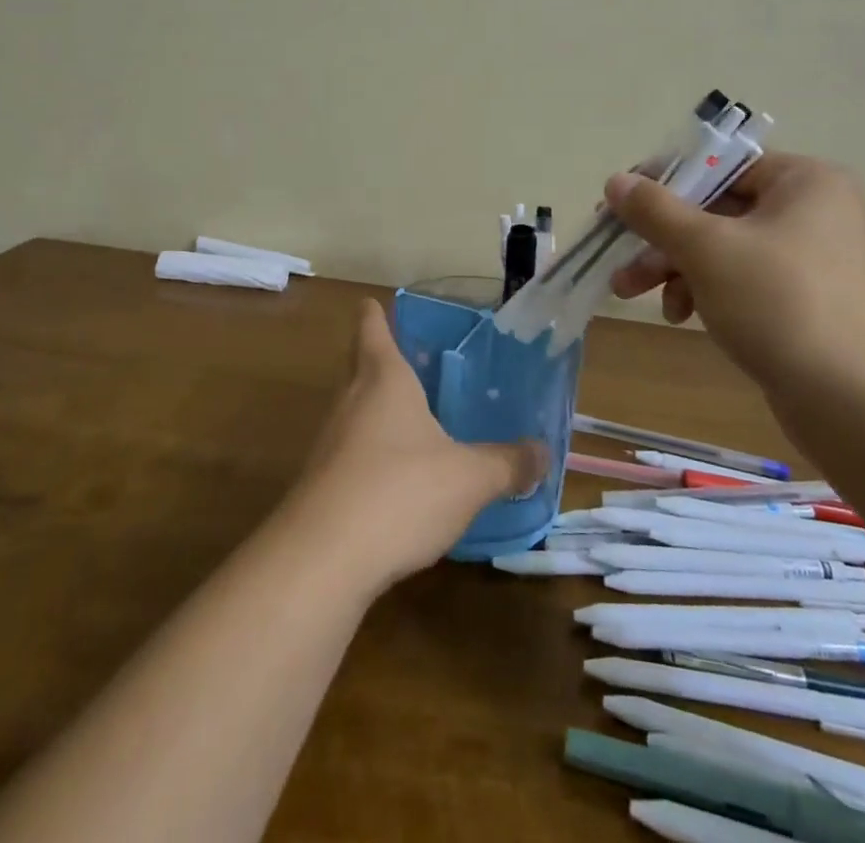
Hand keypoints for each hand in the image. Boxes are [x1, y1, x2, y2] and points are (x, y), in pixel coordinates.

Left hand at [288, 302, 546, 592]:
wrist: (321, 560)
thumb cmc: (400, 492)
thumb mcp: (469, 478)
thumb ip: (507, 463)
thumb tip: (544, 453)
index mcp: (383, 378)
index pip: (372, 327)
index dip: (376, 314)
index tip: (380, 304)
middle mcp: (350, 400)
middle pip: (360, 365)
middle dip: (383, 360)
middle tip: (418, 363)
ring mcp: (330, 443)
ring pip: (356, 410)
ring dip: (380, 411)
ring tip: (417, 420)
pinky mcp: (320, 484)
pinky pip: (351, 453)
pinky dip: (373, 454)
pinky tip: (399, 480)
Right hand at [605, 152, 864, 391]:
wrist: (853, 400)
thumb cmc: (778, 301)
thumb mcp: (706, 248)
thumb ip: (656, 210)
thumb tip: (616, 181)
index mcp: (802, 181)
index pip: (718, 165)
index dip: (663, 182)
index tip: (619, 205)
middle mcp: (809, 211)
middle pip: (714, 209)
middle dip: (660, 238)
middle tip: (617, 257)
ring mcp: (805, 259)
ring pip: (720, 248)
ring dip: (672, 268)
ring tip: (630, 293)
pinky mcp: (798, 301)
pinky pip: (737, 280)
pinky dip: (702, 291)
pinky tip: (680, 316)